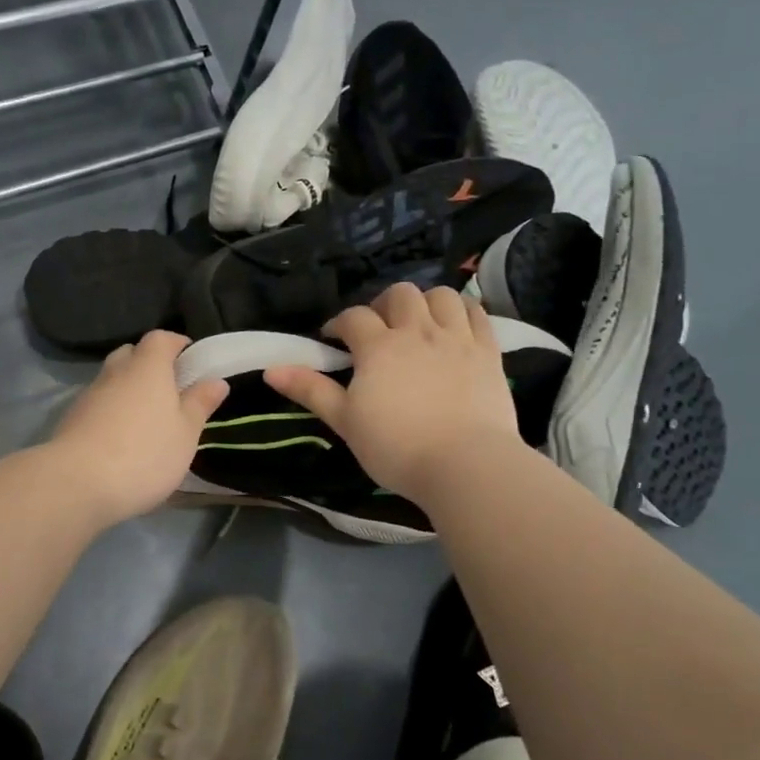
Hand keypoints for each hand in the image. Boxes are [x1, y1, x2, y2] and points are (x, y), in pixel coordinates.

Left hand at [46, 331, 229, 525]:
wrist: (77, 483)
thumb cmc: (144, 454)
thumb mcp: (185, 433)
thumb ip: (199, 404)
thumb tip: (216, 381)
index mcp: (147, 367)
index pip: (160, 338)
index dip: (176, 344)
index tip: (191, 360)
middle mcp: (116, 372)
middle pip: (132, 355)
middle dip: (150, 365)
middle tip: (169, 391)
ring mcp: (89, 395)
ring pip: (112, 380)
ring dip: (128, 390)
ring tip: (147, 419)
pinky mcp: (72, 419)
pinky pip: (98, 404)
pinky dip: (111, 412)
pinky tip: (121, 439)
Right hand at [265, 284, 518, 503]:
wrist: (465, 464)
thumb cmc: (396, 447)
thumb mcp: (345, 421)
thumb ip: (310, 390)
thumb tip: (270, 370)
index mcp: (378, 347)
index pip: (353, 318)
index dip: (339, 324)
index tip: (332, 340)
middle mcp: (417, 331)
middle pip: (399, 294)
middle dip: (383, 305)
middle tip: (378, 330)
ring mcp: (457, 338)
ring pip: (441, 296)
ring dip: (425, 302)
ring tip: (418, 324)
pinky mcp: (488, 352)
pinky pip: (477, 314)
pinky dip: (464, 312)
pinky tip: (456, 326)